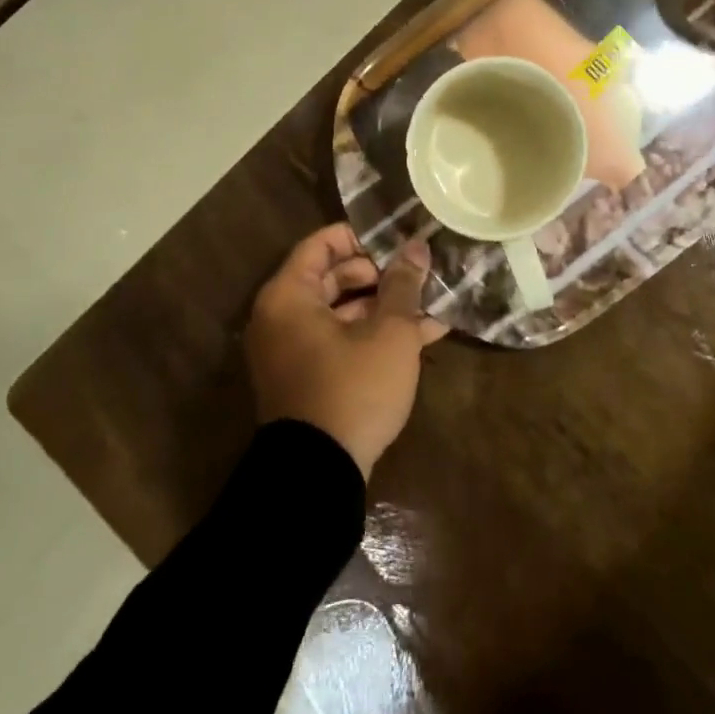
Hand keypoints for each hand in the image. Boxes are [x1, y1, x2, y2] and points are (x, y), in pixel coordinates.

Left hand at [245, 225, 446, 479]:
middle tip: (418, 275)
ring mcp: (292, 351)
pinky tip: (423, 338)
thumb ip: (403, 285)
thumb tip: (417, 247)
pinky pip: (340, 341)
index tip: (398, 243)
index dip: (361, 237)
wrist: (318, 476)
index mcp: (289, 297)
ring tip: (432, 307)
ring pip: (342, 312)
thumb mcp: (390, 332)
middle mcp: (281, 318)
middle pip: (332, 277)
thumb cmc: (352, 388)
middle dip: (381, 276)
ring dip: (386, 308)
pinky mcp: (307, 379)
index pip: (321, 244)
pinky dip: (374, 336)